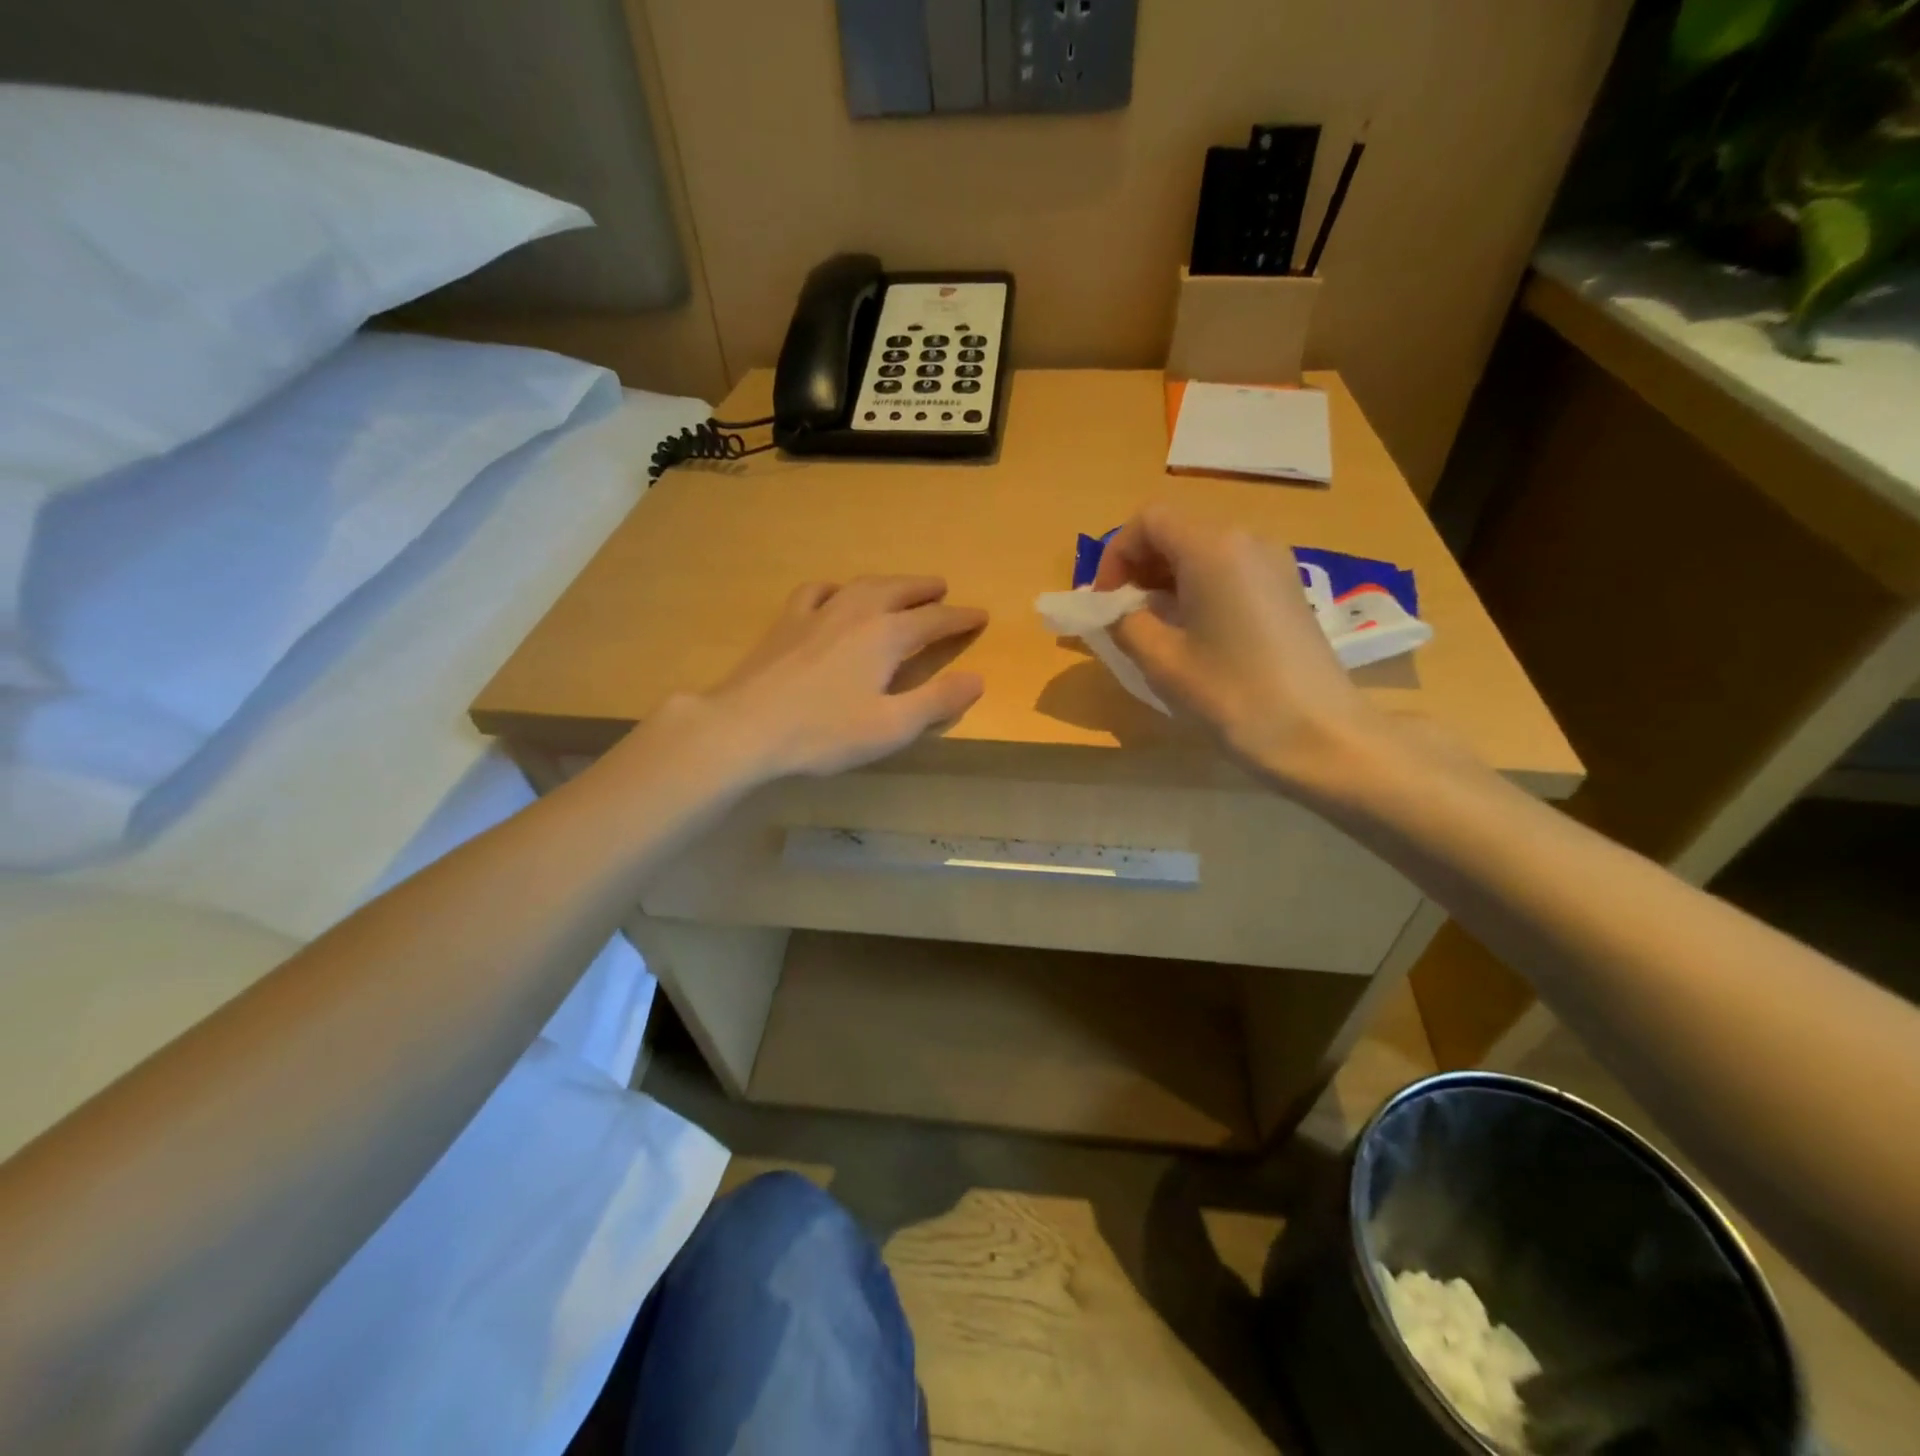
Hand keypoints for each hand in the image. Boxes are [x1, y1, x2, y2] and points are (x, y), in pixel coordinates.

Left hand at [701, 575, 986, 778]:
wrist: (746, 726)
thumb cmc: (824, 732)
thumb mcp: (891, 727)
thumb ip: (937, 701)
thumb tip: (977, 678)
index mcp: (886, 636)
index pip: (934, 620)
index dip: (960, 618)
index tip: (980, 615)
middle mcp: (856, 613)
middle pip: (899, 590)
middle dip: (925, 589)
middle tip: (943, 589)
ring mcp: (817, 613)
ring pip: (861, 585)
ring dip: (888, 583)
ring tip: (900, 587)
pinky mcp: (786, 622)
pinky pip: (817, 591)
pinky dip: (837, 588)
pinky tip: (835, 594)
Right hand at [1092, 505, 1381, 790]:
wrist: (1318, 735)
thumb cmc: (1231, 693)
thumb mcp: (1160, 660)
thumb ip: (1124, 623)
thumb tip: (1116, 611)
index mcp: (1213, 547)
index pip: (1149, 521)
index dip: (1115, 555)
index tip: (1106, 603)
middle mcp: (1247, 540)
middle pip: (1177, 531)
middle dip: (1140, 567)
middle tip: (1123, 617)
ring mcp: (1274, 563)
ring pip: (1203, 552)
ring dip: (1167, 580)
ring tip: (1154, 629)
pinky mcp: (1287, 589)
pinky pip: (1229, 571)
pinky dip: (1198, 590)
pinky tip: (1193, 635)